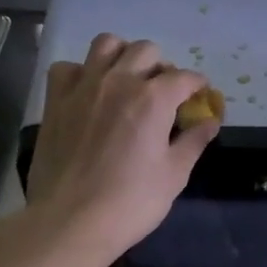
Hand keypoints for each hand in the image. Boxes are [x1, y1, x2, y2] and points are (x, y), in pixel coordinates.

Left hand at [26, 34, 218, 261]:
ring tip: (126, 79)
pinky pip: (68, 68)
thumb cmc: (130, 202)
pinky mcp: (56, 101)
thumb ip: (193, 141)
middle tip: (163, 93)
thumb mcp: (174, 175)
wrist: (69, 222)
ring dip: (122, 56)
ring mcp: (84, 87)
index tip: (200, 97)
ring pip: (106, 44)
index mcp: (154, 98)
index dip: (198, 85)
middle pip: (146, 50)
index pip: (185, 77)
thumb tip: (211, 121)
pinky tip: (88, 93)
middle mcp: (119, 81)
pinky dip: (81, 73)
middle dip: (161, 67)